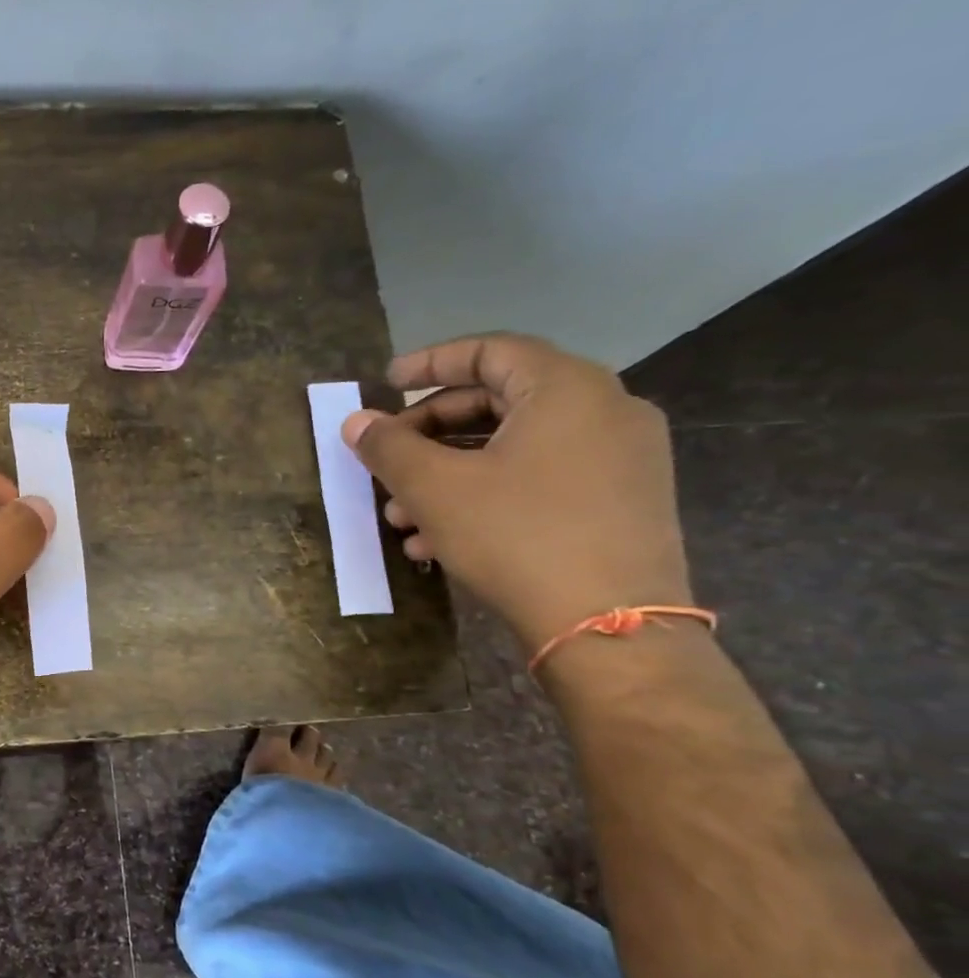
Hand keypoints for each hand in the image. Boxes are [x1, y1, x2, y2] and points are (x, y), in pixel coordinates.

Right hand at [342, 333, 691, 652]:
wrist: (610, 626)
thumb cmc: (516, 536)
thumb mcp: (434, 488)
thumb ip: (388, 447)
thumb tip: (357, 422)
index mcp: (566, 389)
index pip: (490, 350)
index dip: (429, 362)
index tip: (385, 383)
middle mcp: (604, 410)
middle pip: (498, 400)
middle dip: (429, 432)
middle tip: (385, 459)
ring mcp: (620, 459)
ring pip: (513, 448)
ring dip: (448, 473)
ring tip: (400, 517)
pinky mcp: (620, 502)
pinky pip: (539, 479)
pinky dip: (486, 494)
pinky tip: (438, 540)